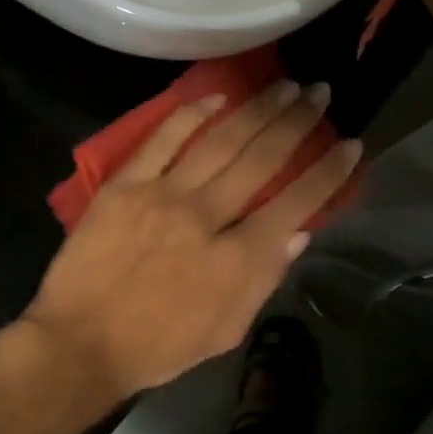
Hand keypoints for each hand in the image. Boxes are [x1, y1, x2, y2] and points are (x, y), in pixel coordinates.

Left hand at [19, 80, 361, 415]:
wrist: (81, 342)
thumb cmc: (157, 347)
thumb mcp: (226, 330)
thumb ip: (264, 279)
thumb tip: (299, 233)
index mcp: (238, 260)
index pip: (296, 204)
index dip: (328, 171)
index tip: (350, 143)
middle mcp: (208, 218)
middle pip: (262, 160)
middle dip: (298, 123)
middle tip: (320, 93)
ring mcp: (163, 196)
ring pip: (220, 142)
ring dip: (257, 110)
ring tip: (285, 86)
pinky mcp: (125, 186)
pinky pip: (162, 140)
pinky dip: (190, 114)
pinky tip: (216, 97)